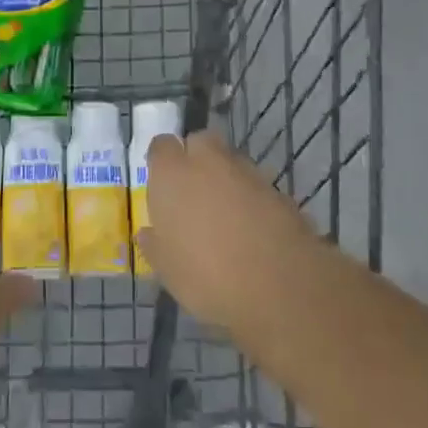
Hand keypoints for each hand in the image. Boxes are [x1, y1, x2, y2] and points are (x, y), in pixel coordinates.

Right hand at [138, 131, 318, 330]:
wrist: (278, 286)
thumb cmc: (206, 275)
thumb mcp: (166, 269)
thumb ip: (154, 244)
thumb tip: (148, 233)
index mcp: (172, 173)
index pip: (161, 146)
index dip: (161, 162)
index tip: (162, 184)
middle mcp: (208, 162)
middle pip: (200, 141)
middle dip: (196, 158)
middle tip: (193, 192)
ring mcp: (247, 173)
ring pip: (231, 162)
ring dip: (226, 179)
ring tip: (226, 215)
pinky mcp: (278, 190)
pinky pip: (257, 186)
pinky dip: (252, 199)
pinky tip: (253, 229)